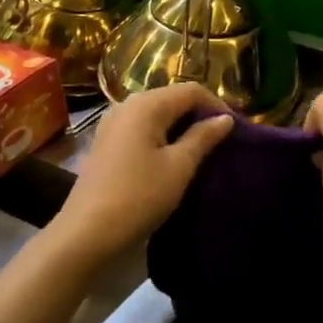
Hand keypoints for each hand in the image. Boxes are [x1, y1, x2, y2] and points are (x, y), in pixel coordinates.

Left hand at [52, 83, 233, 258]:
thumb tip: (225, 119)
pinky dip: (162, 136)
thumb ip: (203, 138)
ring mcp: (113, 124)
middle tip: (222, 140)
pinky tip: (173, 158)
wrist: (86, 233)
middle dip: (199, 115)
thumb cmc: (139, 196)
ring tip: (202, 150)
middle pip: (172, 98)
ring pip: (157, 114)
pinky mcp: (106, 143)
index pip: (191, 90)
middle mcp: (127, 105)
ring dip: (182, 126)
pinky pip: (142, 128)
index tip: (236, 130)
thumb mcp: (179, 167)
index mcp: (146, 104)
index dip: (217, 105)